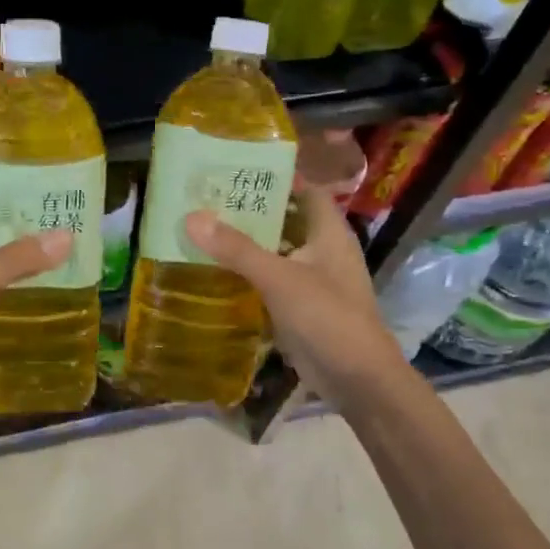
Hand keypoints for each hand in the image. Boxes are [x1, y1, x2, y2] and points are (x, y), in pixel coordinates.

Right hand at [183, 188, 404, 405]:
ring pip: (278, 251)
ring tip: (205, 229)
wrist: (357, 379)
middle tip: (209, 199)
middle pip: (287, 219)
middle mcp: (323, 250)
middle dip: (252, 210)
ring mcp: (314, 280)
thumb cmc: (327, 317)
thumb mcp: (279, 278)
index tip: (238, 169)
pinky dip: (250, 274)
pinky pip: (273, 280)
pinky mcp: (303, 306)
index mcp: (329, 232)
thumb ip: (237, 249)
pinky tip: (218, 271)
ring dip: (248, 243)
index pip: (306, 189)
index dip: (277, 176)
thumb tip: (192, 217)